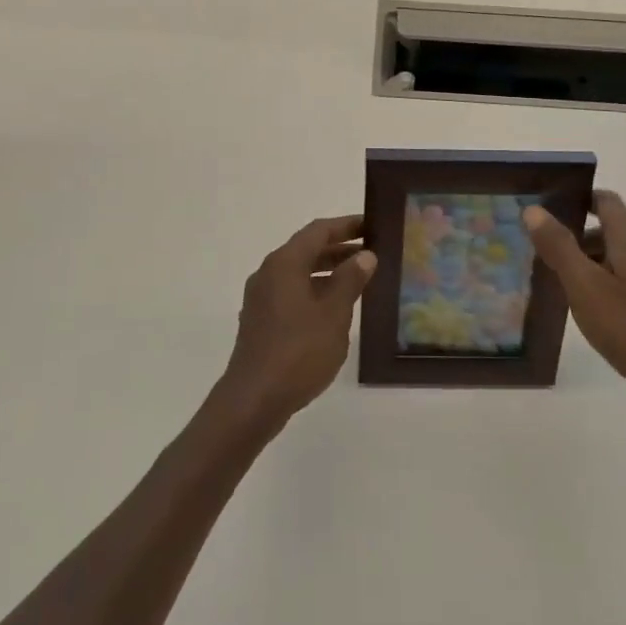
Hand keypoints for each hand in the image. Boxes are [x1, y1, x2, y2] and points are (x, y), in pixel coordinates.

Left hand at [217, 215, 376, 431]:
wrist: (254, 399)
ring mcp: (261, 298)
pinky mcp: (260, 320)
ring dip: (328, 271)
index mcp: (284, 263)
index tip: (371, 225)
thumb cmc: (299, 351)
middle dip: (339, 248)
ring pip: (299, 272)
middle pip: (307, 249)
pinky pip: (291, 292)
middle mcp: (269, 273)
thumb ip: (350, 281)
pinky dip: (314, 290)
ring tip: (359, 279)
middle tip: (371, 251)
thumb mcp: (334, 314)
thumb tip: (364, 255)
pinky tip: (334, 308)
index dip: (346, 225)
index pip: (318, 231)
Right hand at [524, 191, 625, 422]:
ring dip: (589, 259)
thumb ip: (559, 246)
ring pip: (618, 257)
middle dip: (577, 232)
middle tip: (543, 246)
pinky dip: (603, 281)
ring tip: (558, 277)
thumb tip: (534, 209)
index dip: (579, 196)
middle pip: (611, 228)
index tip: (548, 205)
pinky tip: (587, 306)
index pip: (607, 201)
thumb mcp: (584, 285)